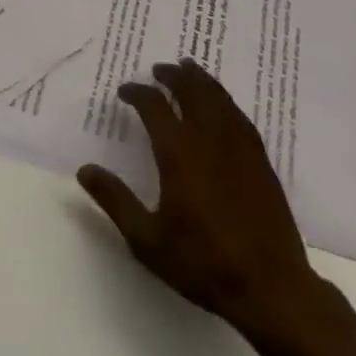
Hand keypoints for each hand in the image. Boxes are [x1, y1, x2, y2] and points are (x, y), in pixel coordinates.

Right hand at [77, 60, 349, 350]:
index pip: (153, 106)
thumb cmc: (203, 263)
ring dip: (200, 79)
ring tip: (189, 69)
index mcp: (178, 152)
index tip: (125, 91)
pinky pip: (239, 115)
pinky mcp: (260, 159)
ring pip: (217, 97)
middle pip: (190, 90)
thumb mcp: (147, 239)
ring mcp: (238, 146)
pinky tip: (222, 102)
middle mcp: (208, 138)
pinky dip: (225, 99)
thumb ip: (115, 200)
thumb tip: (84, 170)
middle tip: (159, 69)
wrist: (270, 287)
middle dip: (172, 76)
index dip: (137, 93)